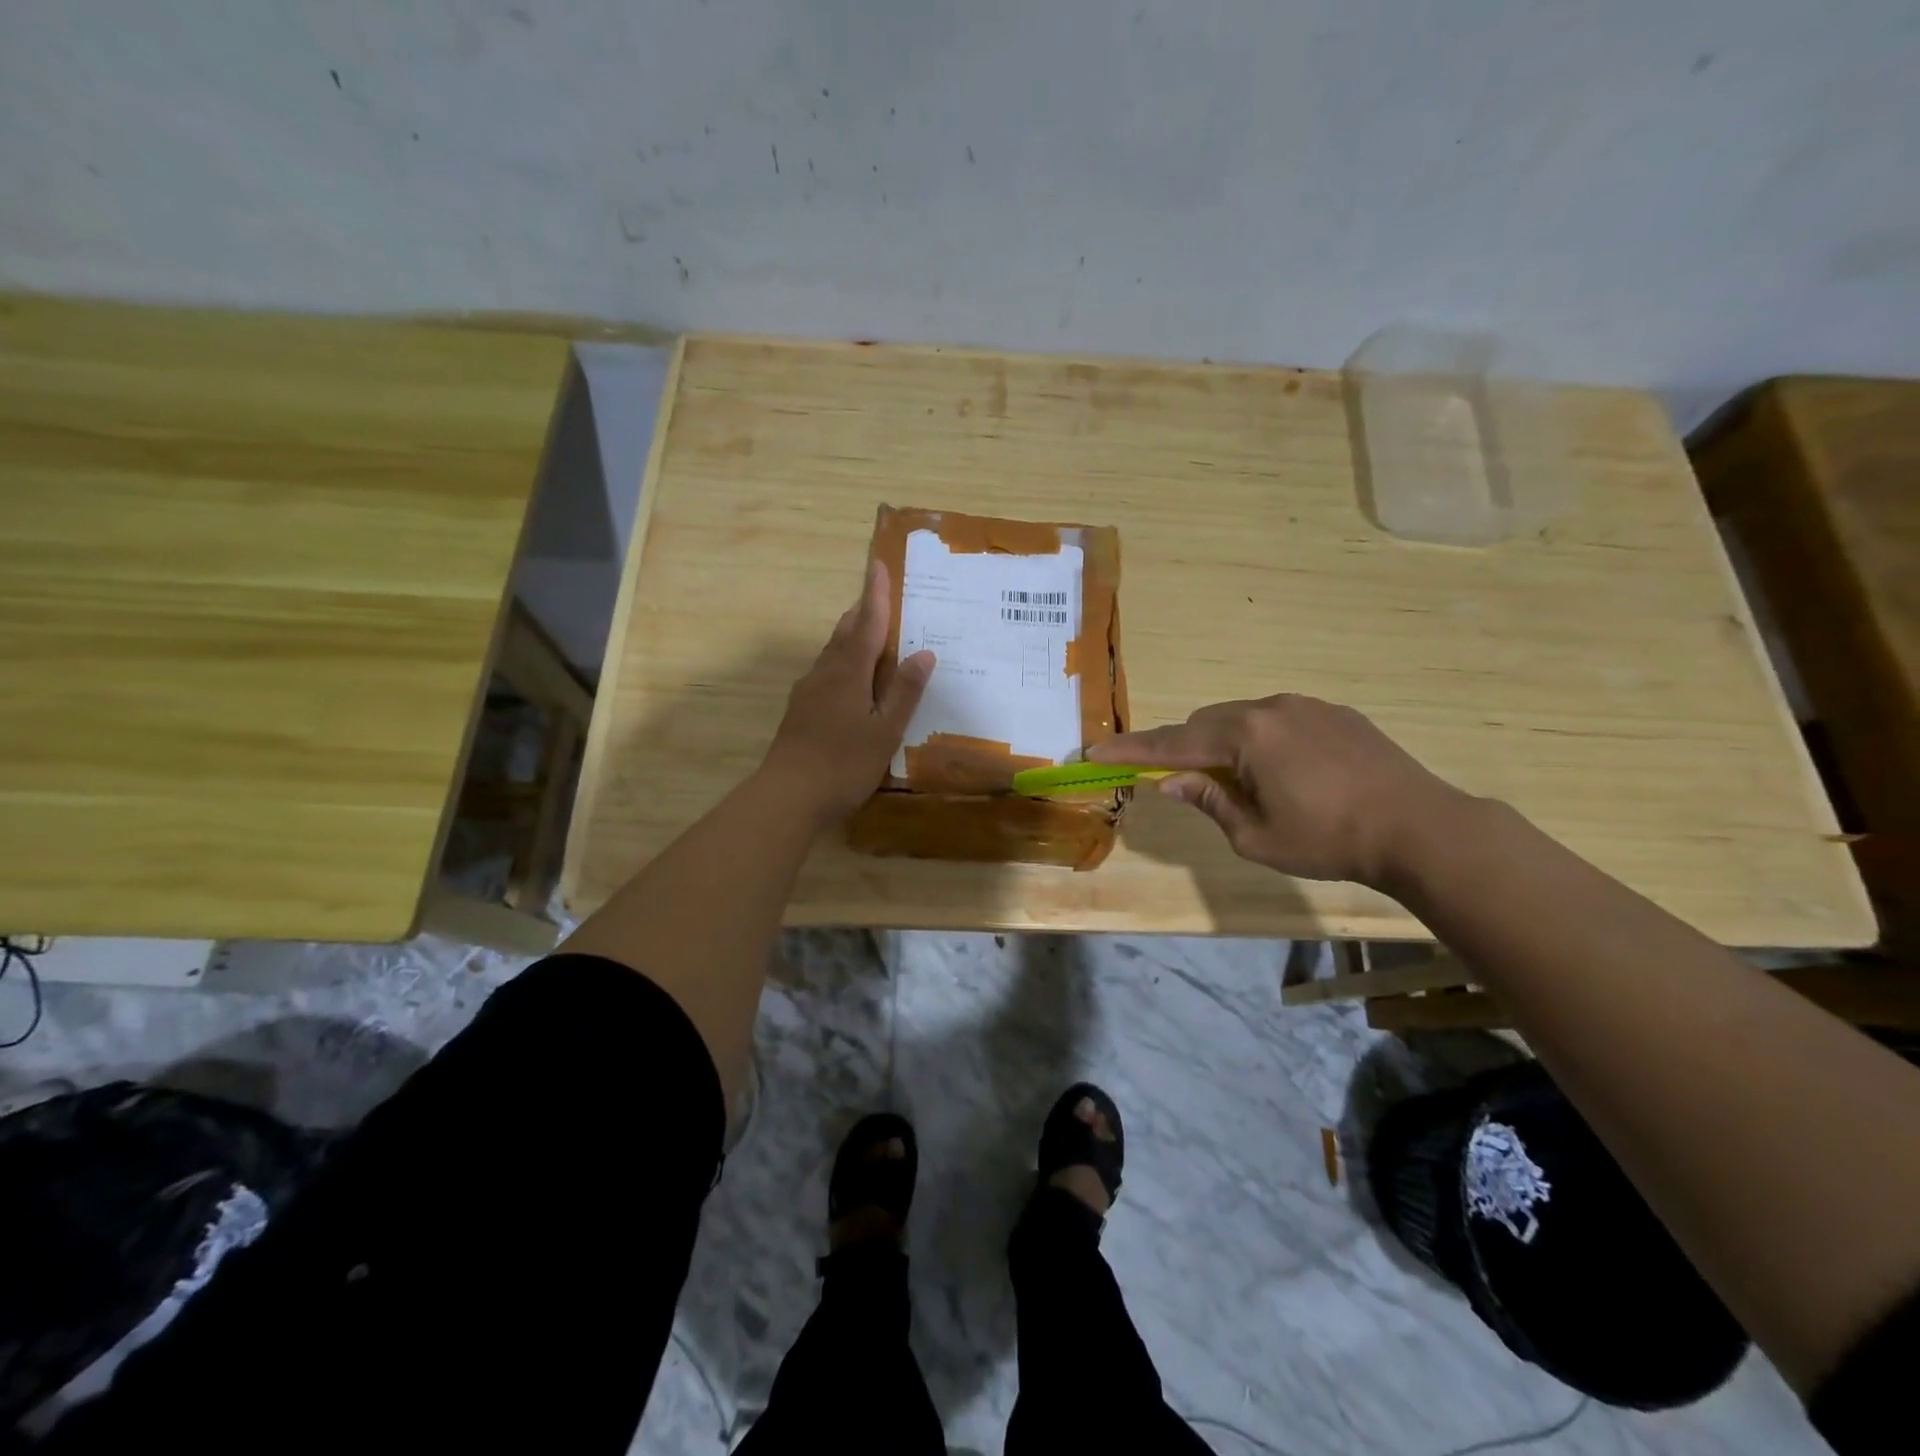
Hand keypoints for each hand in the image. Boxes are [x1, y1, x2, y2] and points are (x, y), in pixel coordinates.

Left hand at [760, 560, 935, 827]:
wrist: (787, 796)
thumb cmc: (843, 764)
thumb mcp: (885, 731)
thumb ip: (904, 692)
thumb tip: (924, 653)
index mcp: (848, 673)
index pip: (866, 624)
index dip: (875, 595)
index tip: (878, 565)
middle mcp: (825, 673)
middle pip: (844, 633)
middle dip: (862, 612)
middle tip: (880, 597)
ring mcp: (808, 691)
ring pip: (832, 652)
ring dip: (850, 635)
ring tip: (869, 632)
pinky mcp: (801, 710)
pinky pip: (826, 672)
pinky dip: (843, 661)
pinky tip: (851, 679)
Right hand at [1091, 694, 1469, 886]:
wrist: (1420, 827)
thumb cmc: (1328, 840)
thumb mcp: (1255, 836)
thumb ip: (1210, 801)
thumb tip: (1173, 781)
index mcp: (1245, 736)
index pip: (1173, 743)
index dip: (1132, 751)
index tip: (1096, 752)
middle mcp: (1270, 708)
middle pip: (1206, 722)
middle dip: (1185, 748)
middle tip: (1181, 781)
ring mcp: (1306, 705)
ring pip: (1243, 718)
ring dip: (1225, 743)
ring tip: (1240, 782)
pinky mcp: (1335, 713)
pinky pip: (1279, 719)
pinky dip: (1262, 740)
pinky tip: (1285, 772)